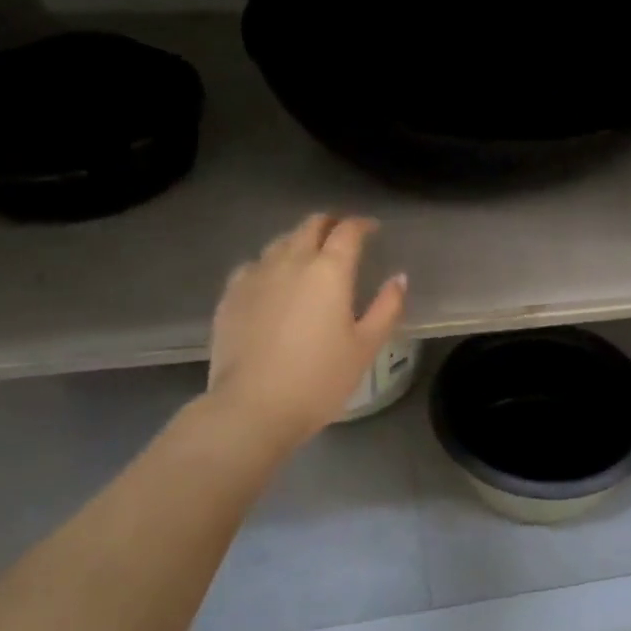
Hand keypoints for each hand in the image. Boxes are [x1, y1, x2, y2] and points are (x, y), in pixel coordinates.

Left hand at [205, 214, 407, 449]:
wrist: (253, 407)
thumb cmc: (319, 379)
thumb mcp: (365, 347)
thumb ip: (387, 307)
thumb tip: (399, 278)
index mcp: (329, 271)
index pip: (348, 231)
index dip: (362, 224)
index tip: (372, 229)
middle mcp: (291, 261)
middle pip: (310, 226)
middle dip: (329, 223)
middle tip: (342, 234)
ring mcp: (255, 275)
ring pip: (280, 242)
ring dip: (299, 240)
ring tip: (309, 255)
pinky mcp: (230, 294)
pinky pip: (254, 265)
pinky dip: (270, 263)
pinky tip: (272, 281)